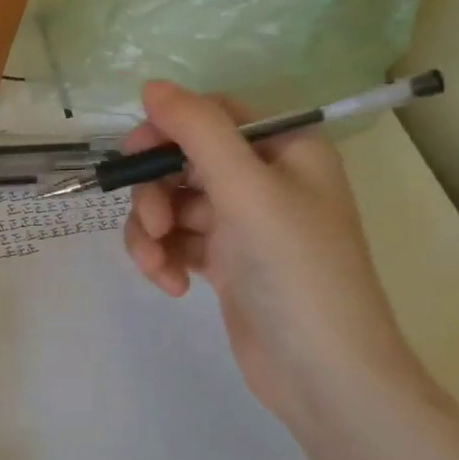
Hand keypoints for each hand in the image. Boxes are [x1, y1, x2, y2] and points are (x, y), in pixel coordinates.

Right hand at [122, 80, 426, 424]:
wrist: (324, 374)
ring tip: (156, 267)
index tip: (134, 156)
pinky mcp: (224, 262)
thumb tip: (152, 85)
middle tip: (154, 223)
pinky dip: (163, 258)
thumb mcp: (247, 189)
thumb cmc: (296, 270)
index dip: (167, 129)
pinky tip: (170, 286)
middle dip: (156, 192)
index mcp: (284, 150)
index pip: (212, 116)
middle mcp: (264, 180)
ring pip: (171, 204)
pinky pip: (175, 241)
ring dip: (152, 232)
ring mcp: (242, 224)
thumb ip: (198, 130)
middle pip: (182, 161)